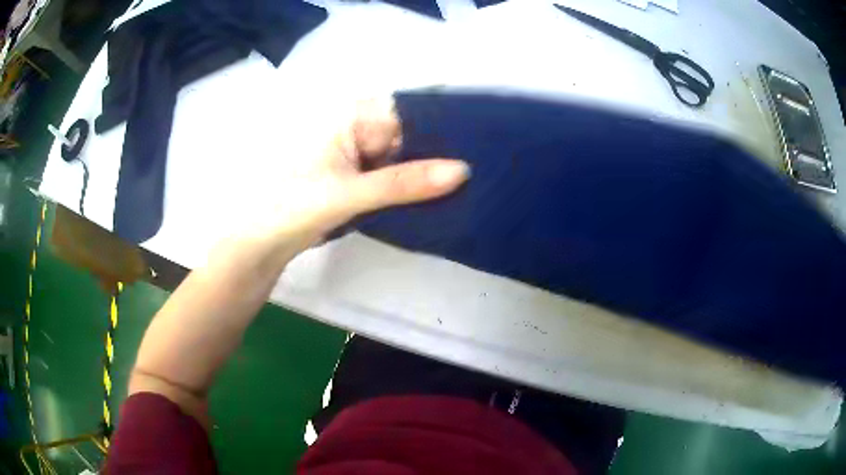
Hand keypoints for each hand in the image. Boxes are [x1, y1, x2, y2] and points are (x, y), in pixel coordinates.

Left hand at [262, 97, 469, 248]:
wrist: (264, 243)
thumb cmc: (294, 207)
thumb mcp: (350, 193)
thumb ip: (404, 182)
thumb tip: (463, 171)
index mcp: (352, 116)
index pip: (410, 110)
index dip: (445, 122)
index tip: (482, 136)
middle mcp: (360, 128)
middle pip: (412, 134)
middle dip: (443, 150)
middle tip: (486, 163)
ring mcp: (362, 154)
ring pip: (408, 157)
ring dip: (432, 171)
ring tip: (475, 180)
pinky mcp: (363, 178)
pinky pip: (398, 177)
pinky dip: (416, 186)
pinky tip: (444, 195)